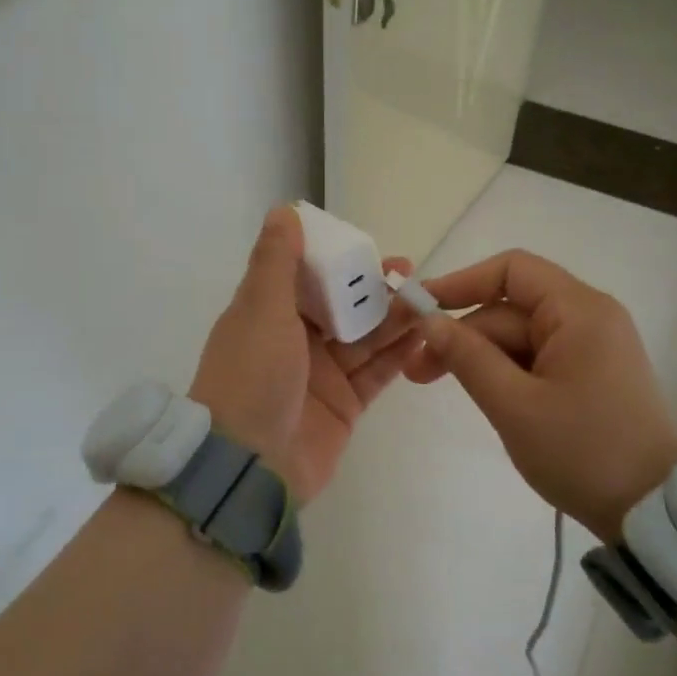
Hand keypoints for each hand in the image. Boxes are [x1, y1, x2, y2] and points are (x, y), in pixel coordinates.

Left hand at [188, 206, 420, 503]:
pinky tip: (424, 335)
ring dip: (393, 318)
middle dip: (374, 289)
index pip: (307, 276)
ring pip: (365, 337)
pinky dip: (399, 354)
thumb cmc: (251, 376)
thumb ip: (277, 260)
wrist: (249, 464)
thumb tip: (284, 210)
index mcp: (268, 314)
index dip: (337, 260)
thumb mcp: (260, 308)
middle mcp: (295, 341)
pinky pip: (377, 372)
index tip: (368, 246)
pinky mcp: (345, 405)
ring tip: (427, 300)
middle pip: (342, 306)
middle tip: (411, 274)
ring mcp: (321, 375)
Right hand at [406, 249, 676, 542]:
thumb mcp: (513, 405)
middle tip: (417, 370)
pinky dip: (506, 371)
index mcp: (579, 311)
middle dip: (462, 333)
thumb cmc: (583, 453)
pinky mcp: (591, 374)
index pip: (512, 270)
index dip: (460, 283)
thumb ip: (466, 356)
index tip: (419, 308)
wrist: (653, 514)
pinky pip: (537, 357)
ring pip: (520, 336)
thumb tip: (428, 320)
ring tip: (435, 384)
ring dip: (479, 356)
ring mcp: (593, 347)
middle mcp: (589, 317)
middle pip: (511, 308)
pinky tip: (482, 395)